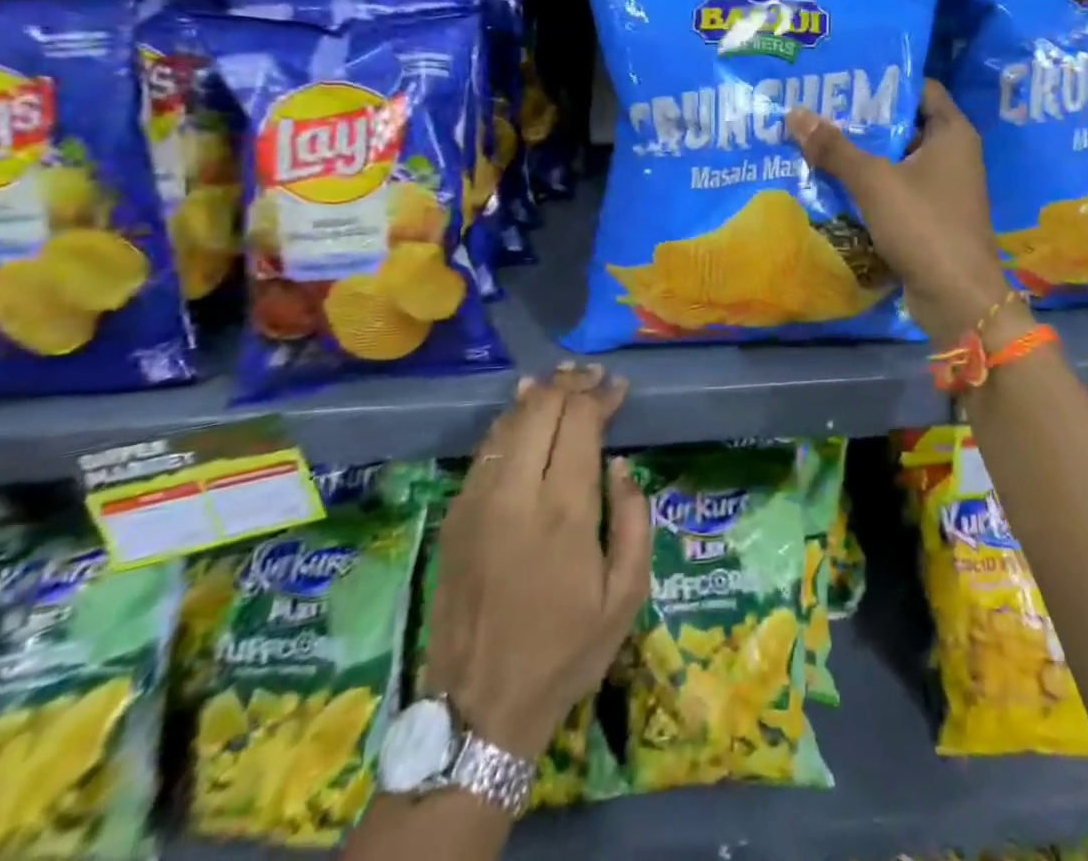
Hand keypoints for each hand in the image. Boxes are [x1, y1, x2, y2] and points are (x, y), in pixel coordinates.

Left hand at [425, 363, 650, 760]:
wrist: (478, 710)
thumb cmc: (565, 653)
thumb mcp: (625, 597)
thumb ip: (633, 521)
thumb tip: (618, 465)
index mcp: (564, 512)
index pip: (579, 422)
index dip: (599, 395)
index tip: (618, 387)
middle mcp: (516, 494)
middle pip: (540, 409)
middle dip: (569, 384)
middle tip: (592, 376)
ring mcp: (477, 502)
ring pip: (508, 423)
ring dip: (537, 395)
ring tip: (561, 382)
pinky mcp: (454, 516)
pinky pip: (485, 451)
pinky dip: (509, 423)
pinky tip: (522, 414)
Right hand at [786, 79, 1021, 345]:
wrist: (957, 298)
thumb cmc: (924, 225)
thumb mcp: (874, 181)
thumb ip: (835, 148)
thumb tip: (795, 114)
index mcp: (952, 133)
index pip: (920, 88)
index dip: (884, 81)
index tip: (845, 79)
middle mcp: (952, 154)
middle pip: (903, 124)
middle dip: (862, 120)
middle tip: (817, 109)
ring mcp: (941, 188)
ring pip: (895, 160)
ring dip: (860, 155)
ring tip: (814, 141)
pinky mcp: (929, 217)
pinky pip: (894, 190)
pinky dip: (868, 186)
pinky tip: (830, 182)